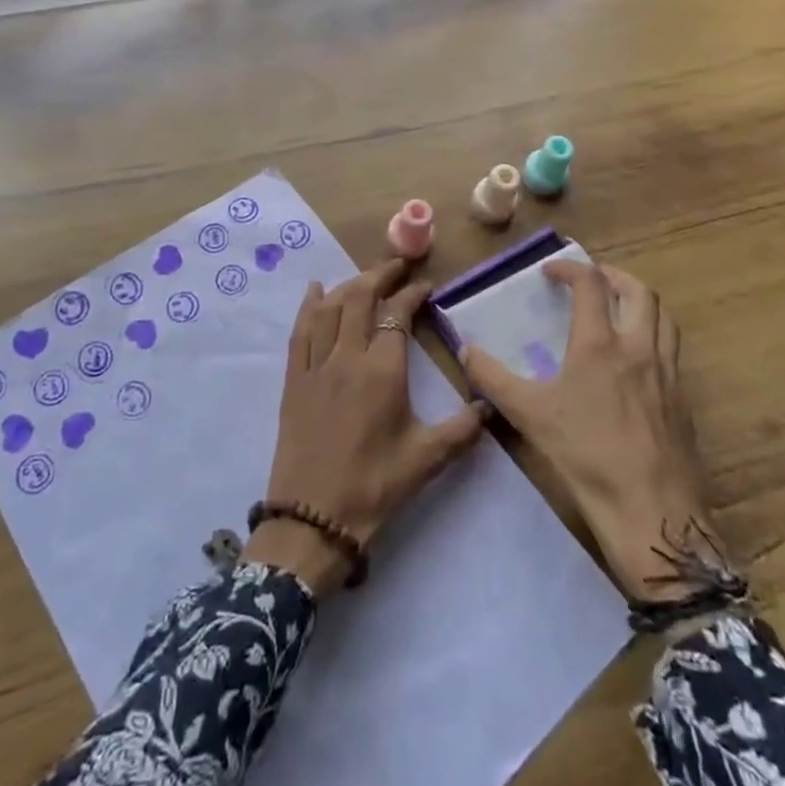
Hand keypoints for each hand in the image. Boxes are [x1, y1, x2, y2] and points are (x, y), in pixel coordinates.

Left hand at [247, 259, 487, 597]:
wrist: (313, 519)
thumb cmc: (375, 487)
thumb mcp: (427, 459)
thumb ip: (462, 429)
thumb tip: (491, 405)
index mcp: (382, 371)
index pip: (396, 315)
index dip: (411, 294)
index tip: (425, 285)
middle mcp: (347, 357)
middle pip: (359, 298)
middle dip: (379, 275)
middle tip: (397, 266)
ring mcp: (316, 366)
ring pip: (329, 308)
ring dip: (348, 285)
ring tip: (365, 277)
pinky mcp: (294, 379)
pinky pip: (300, 331)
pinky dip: (308, 306)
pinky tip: (314, 291)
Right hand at [459, 261, 725, 601]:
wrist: (654, 515)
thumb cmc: (587, 458)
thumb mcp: (529, 415)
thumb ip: (493, 378)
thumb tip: (465, 350)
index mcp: (601, 345)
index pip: (592, 284)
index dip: (570, 268)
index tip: (550, 270)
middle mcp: (640, 349)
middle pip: (639, 292)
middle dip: (614, 276)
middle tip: (591, 280)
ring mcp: (668, 375)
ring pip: (664, 318)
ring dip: (640, 302)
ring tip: (618, 310)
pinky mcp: (683, 402)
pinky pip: (673, 351)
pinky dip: (654, 336)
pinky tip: (635, 362)